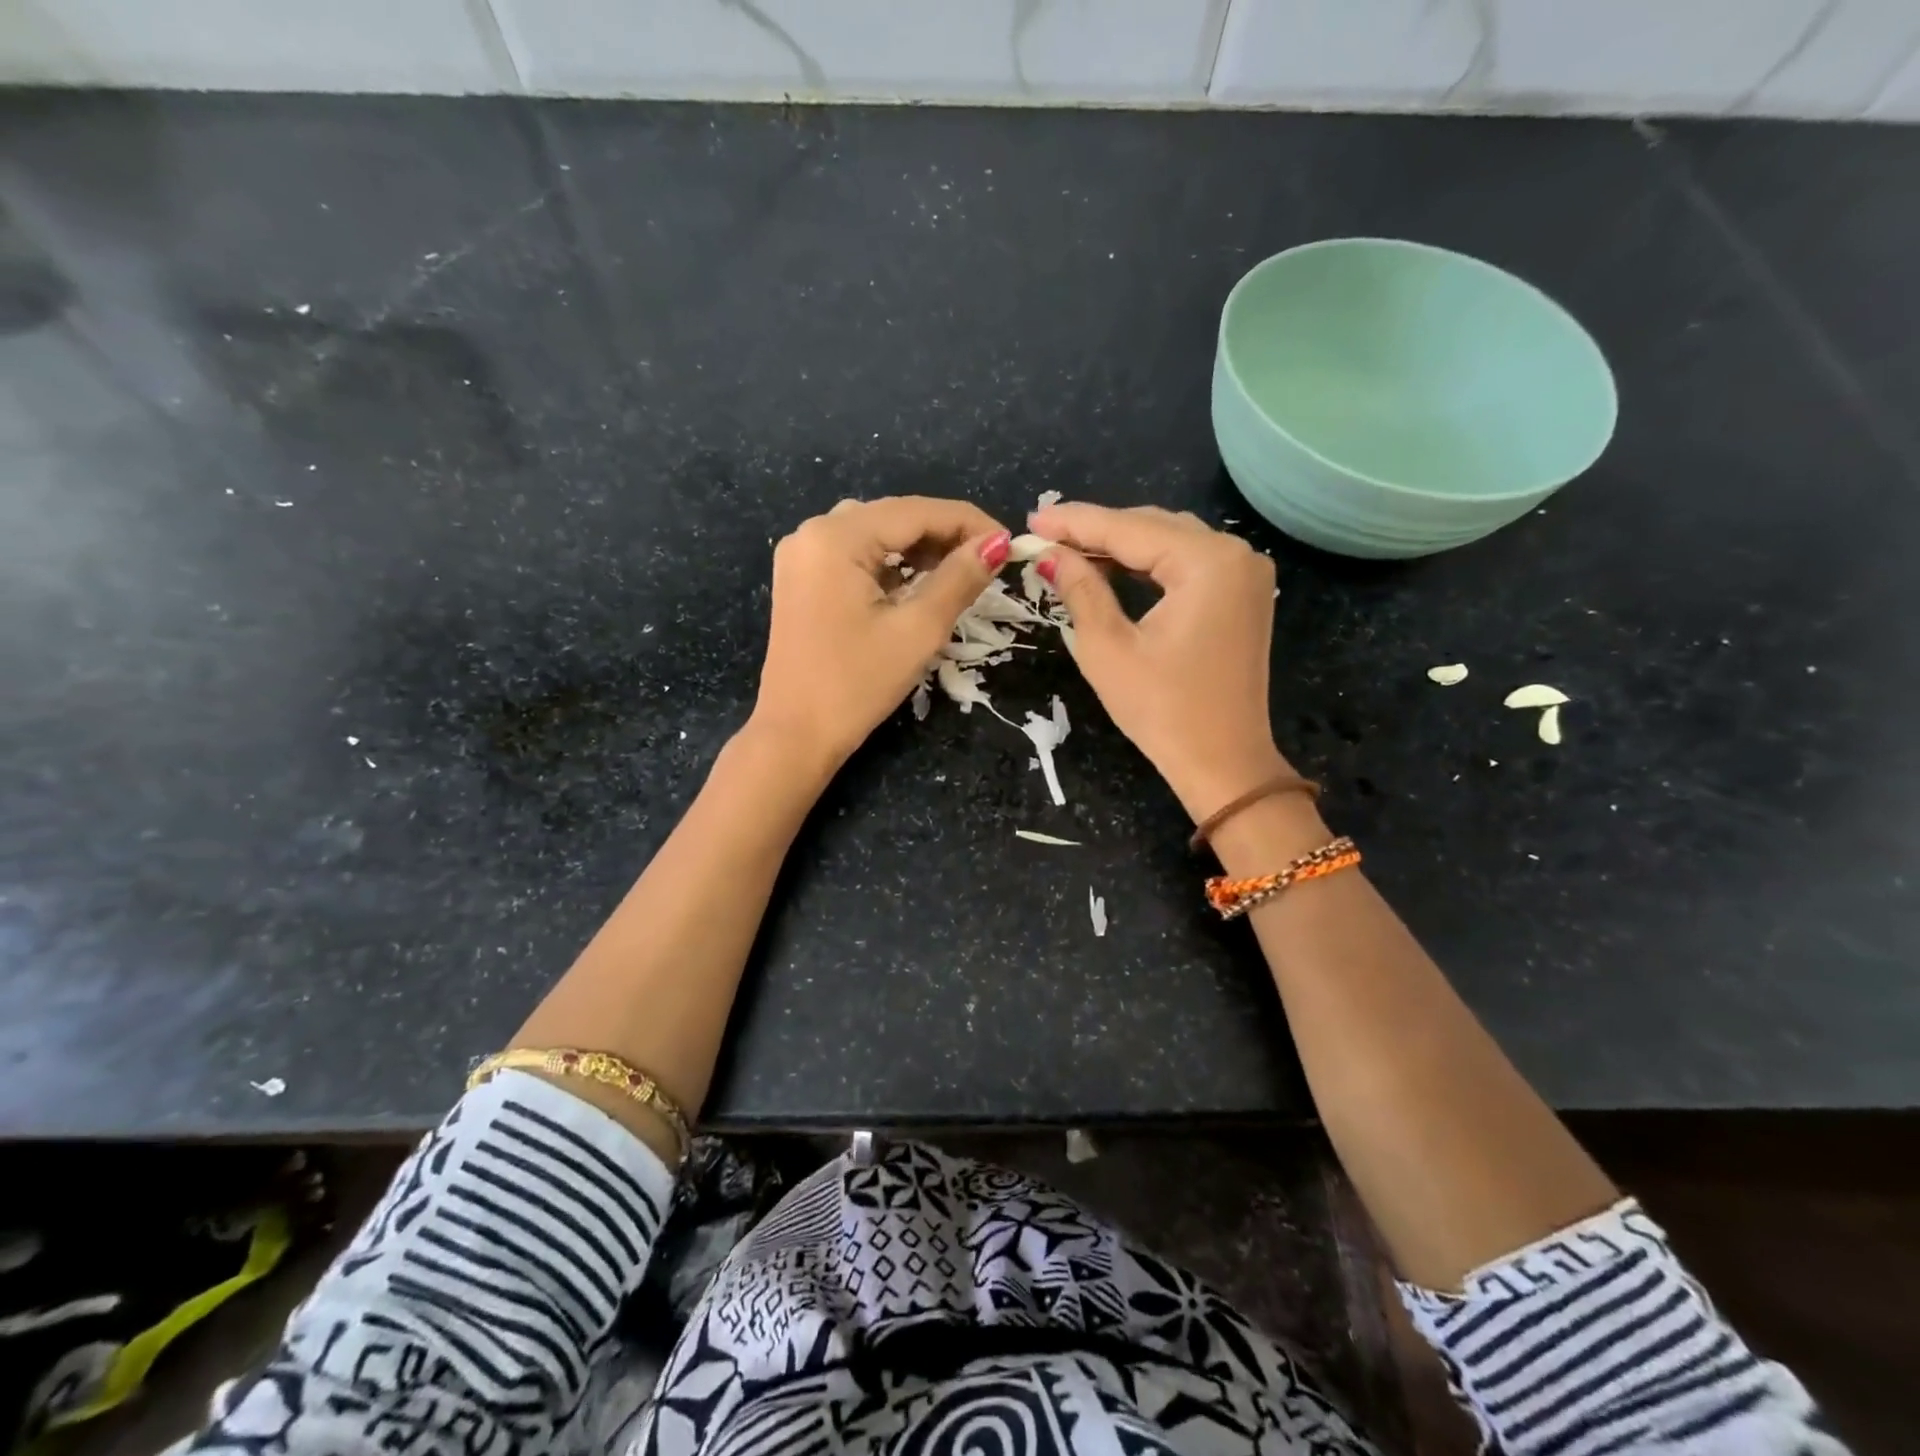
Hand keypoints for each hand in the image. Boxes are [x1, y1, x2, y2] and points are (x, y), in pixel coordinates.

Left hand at [753, 496, 1009, 770]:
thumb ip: (959, 579)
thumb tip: (997, 544)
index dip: (968, 522)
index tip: (1009, 543)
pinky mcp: (801, 580)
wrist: (795, 735)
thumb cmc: (857, 685)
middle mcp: (812, 533)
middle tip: (989, 560)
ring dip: (918, 548)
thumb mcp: (917, 631)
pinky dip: (890, 564)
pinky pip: (855, 556)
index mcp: (835, 538)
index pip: (915, 511)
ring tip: (959, 571)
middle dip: (944, 534)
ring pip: (874, 534)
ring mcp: (802, 556)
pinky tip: (917, 582)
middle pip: (893, 517)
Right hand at [1030, 503, 1286, 819]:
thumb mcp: (1108, 648)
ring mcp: (1244, 574)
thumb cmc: (1162, 711)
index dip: (1075, 523)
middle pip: (1152, 528)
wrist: (1223, 764)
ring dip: (1120, 547)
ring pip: (1170, 543)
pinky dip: (1147, 566)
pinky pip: (1186, 565)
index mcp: (1207, 562)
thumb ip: (1081, 590)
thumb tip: (1050, 554)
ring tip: (1068, 551)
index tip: (1031, 519)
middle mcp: (1235, 554)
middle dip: (1097, 532)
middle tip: (1044, 537)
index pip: (1128, 529)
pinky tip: (1111, 570)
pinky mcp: (1242, 595)